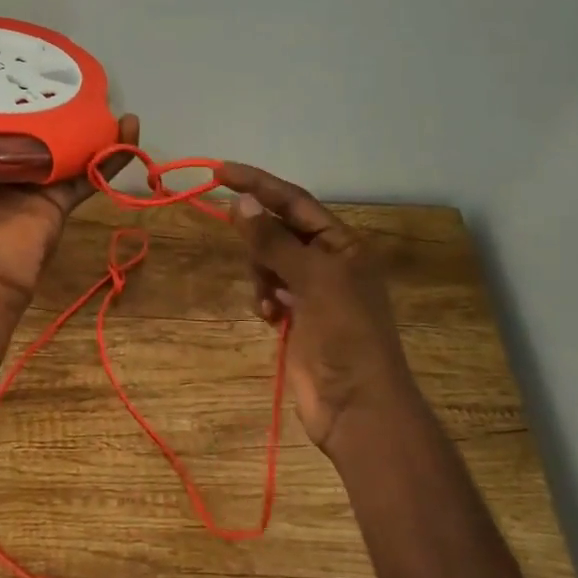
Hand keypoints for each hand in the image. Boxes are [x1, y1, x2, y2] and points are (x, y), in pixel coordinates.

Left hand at [0, 66, 139, 307]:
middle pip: (14, 115)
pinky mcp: (58, 197)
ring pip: (58, 137)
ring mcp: (27, 178)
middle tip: (45, 55)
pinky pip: (91, 168)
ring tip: (93, 80)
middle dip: (29, 87)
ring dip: (79, 112)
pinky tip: (128, 121)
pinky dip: (113, 149)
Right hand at [219, 162, 419, 454]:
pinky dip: (264, 299)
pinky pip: (269, 292)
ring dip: (261, 274)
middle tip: (244, 246)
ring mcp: (313, 292)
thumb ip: (273, 240)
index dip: (259, 184)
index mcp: (343, 244)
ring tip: (268, 300)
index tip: (220, 171)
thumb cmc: (345, 334)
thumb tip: (239, 201)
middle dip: (259, 238)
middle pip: (280, 230)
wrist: (357, 406)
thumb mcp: (313, 279)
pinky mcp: (298, 319)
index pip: (295, 201)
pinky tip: (269, 317)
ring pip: (270, 262)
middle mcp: (329, 262)